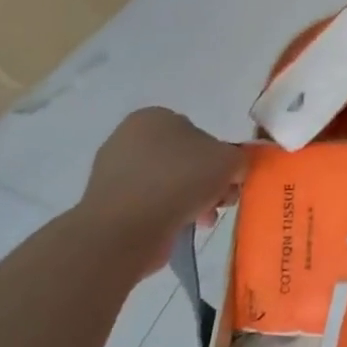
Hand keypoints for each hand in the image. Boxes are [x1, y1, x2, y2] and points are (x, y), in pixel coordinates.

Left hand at [75, 108, 246, 274]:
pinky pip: (150, 203)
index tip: (230, 179)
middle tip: (221, 200)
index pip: (199, 132)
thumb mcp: (230, 160)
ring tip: (204, 219)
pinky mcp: (107, 204)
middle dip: (207, 181)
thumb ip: (239, 159)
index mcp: (154, 117)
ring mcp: (113, 172)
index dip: (220, 156)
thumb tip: (232, 171)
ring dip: (192, 199)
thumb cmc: (180, 181)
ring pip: (169, 182)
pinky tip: (183, 228)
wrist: (125, 230)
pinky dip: (168, 213)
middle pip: (185, 159)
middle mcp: (128, 138)